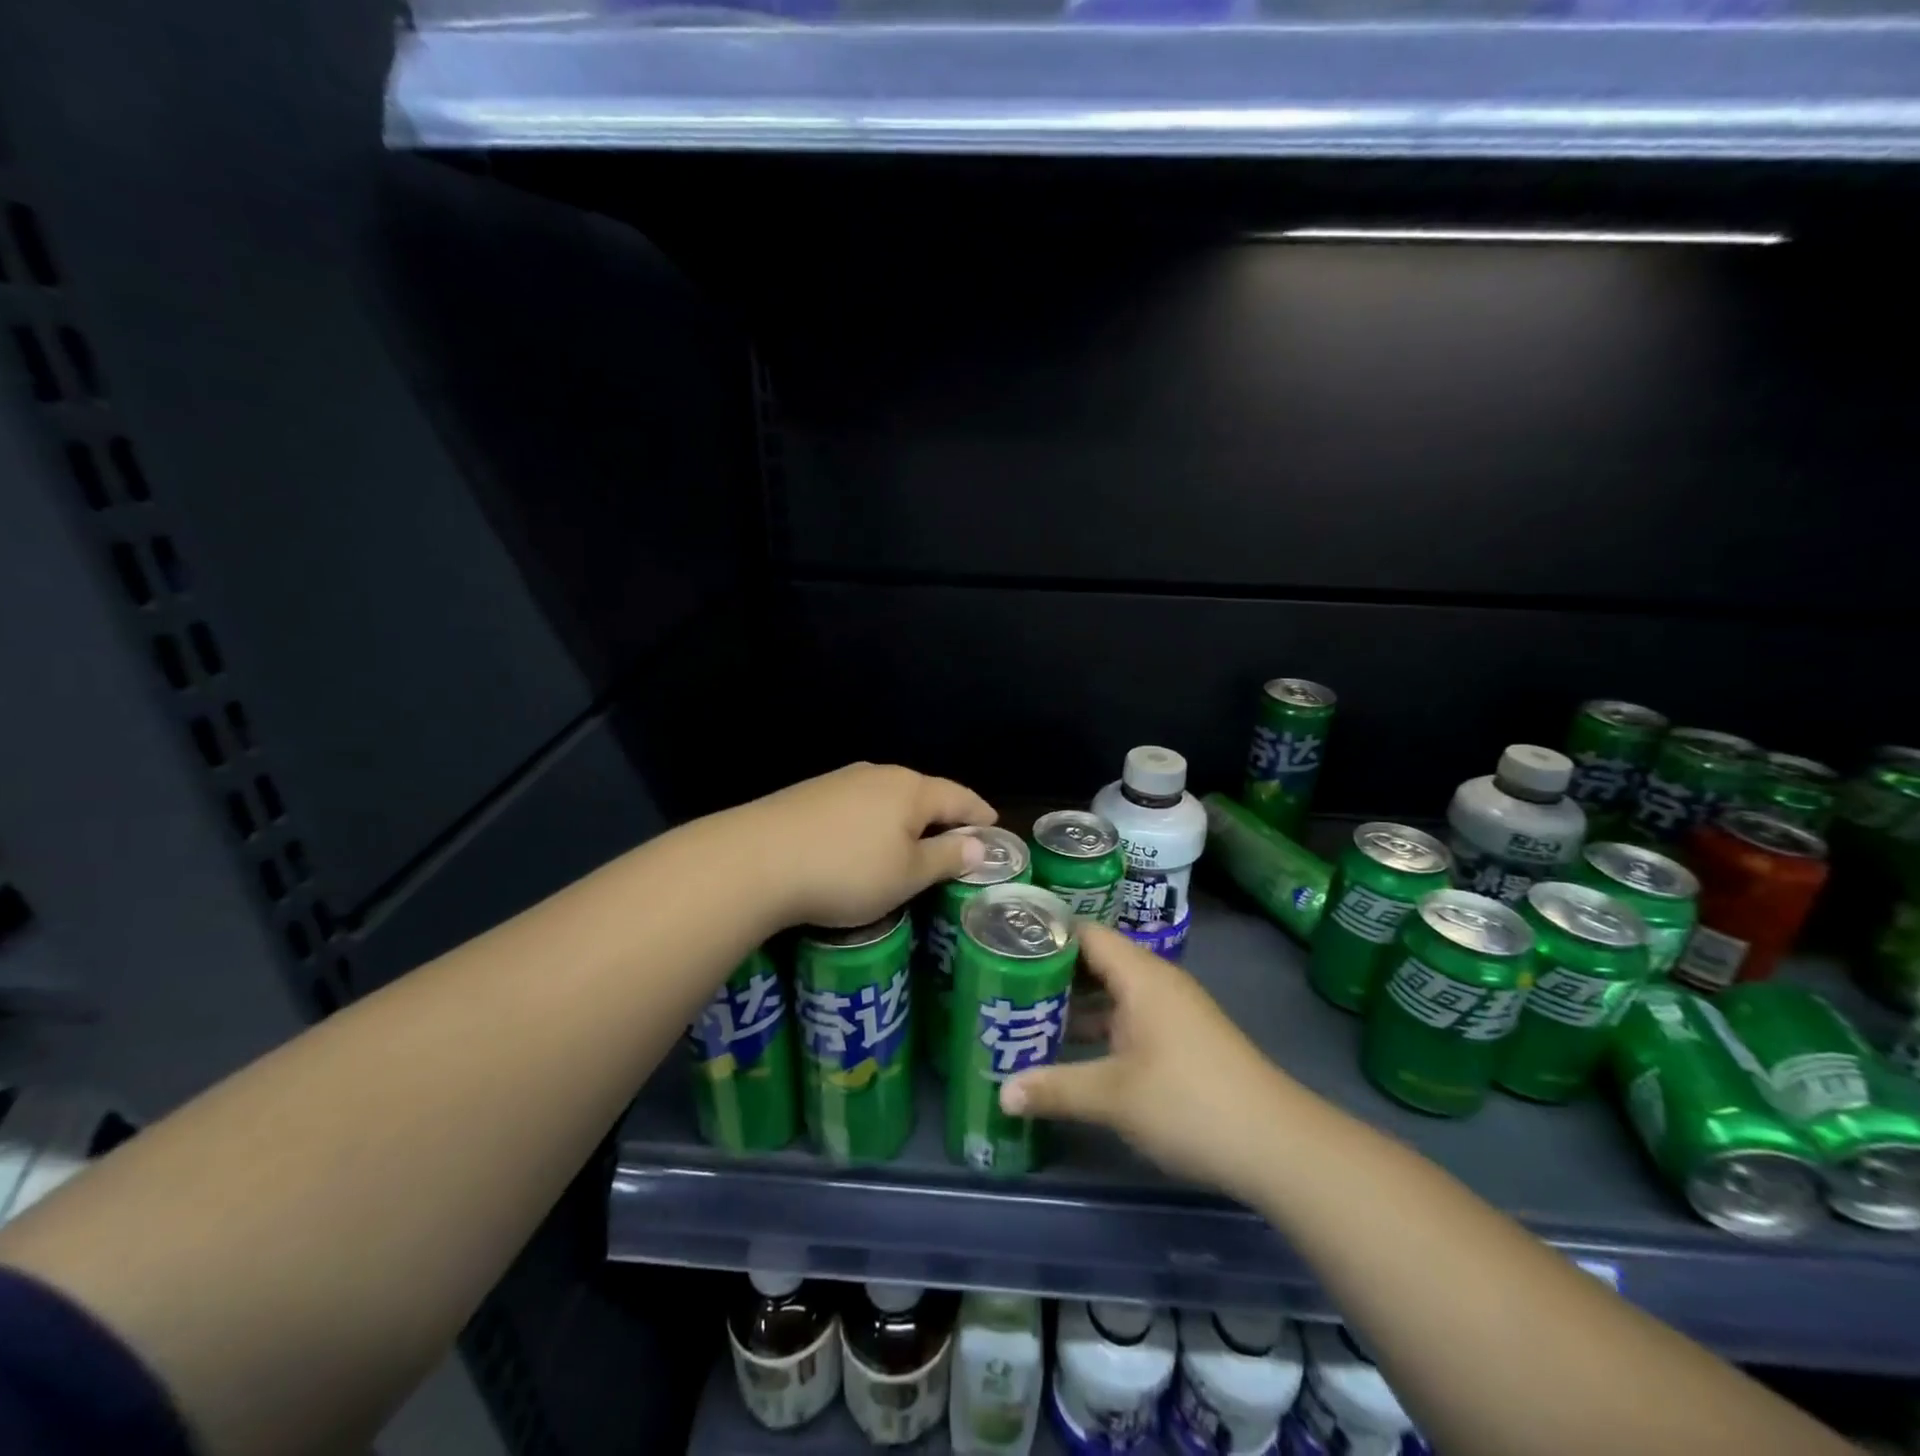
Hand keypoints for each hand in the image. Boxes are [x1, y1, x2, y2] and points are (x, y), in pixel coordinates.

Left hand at [737, 763, 997, 929]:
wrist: (755, 860)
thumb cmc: (847, 871)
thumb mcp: (907, 875)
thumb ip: (946, 858)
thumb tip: (979, 845)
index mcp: (911, 789)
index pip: (959, 797)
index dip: (980, 814)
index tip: (995, 827)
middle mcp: (878, 775)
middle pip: (923, 792)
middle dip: (943, 816)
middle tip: (957, 841)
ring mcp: (840, 781)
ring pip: (888, 799)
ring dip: (906, 820)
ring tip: (912, 844)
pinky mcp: (810, 795)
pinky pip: (858, 806)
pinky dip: (874, 823)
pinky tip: (864, 843)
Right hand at [999, 923, 1296, 1202]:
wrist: (1277, 1145)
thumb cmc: (1189, 1102)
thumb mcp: (1113, 1096)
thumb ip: (1055, 1088)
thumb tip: (1002, 1093)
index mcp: (1141, 975)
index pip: (1085, 933)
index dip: (1046, 934)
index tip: (1003, 944)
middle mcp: (1156, 983)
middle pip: (1096, 962)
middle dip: (1052, 973)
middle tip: (1002, 982)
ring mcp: (1171, 1012)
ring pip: (1112, 994)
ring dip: (1074, 1004)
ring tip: (1023, 1014)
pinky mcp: (1180, 1040)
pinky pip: (1128, 1018)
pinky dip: (1098, 1027)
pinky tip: (1069, 1050)